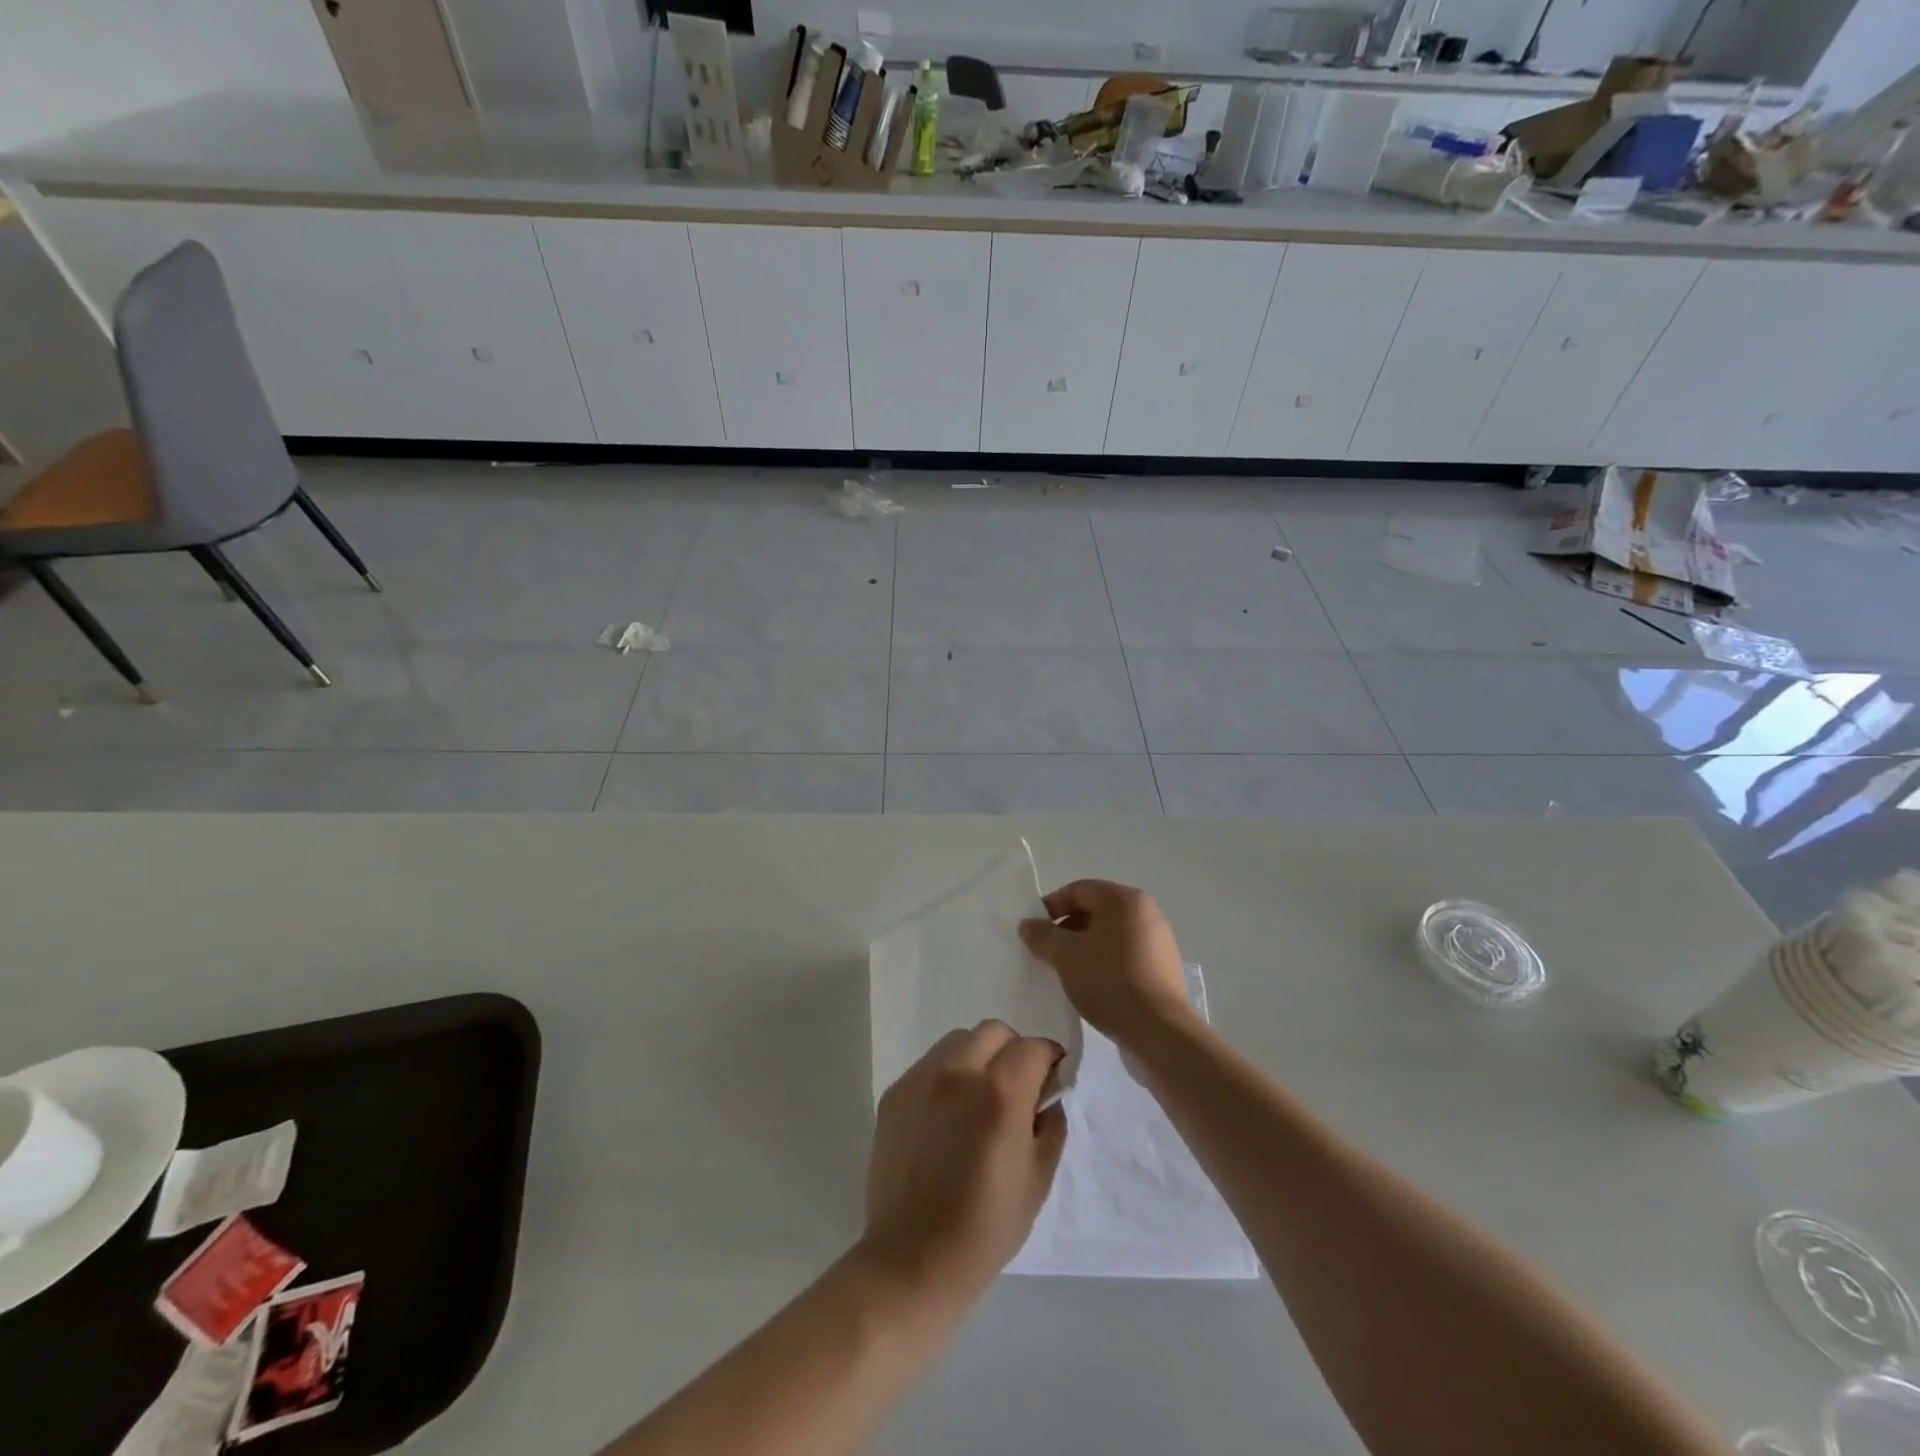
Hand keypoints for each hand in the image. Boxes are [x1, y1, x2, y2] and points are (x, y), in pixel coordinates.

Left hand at [860, 1021, 1066, 1309]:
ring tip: (978, 1100)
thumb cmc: (985, 1229)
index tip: (1052, 1081)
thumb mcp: (1038, 1179)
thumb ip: (1051, 1124)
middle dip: (1014, 1051)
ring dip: (978, 1057)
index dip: (1050, 1060)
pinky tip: (948, 1117)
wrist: (912, 1261)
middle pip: (995, 1032)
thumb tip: (1049, 1094)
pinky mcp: (895, 1093)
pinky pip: (930, 1065)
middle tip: (1016, 1090)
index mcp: (1000, 1093)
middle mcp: (958, 1072)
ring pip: (959, 1041)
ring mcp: (921, 1079)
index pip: (1034, 1047)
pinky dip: (948, 1075)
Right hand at [1019, 880, 1193, 1043]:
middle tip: (1047, 953)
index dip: (1051, 907)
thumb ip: (1042, 935)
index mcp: (1123, 899)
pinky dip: (1105, 962)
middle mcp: (1145, 911)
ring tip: (1066, 971)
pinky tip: (1092, 985)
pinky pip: (1125, 954)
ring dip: (1085, 947)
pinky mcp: (1163, 967)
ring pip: (1110, 934)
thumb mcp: (1065, 956)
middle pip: (1096, 910)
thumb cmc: (1108, 981)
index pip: (1078, 890)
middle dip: (1067, 929)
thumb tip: (1028, 925)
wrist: (1158, 1031)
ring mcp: (1158, 939)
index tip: (1033, 931)